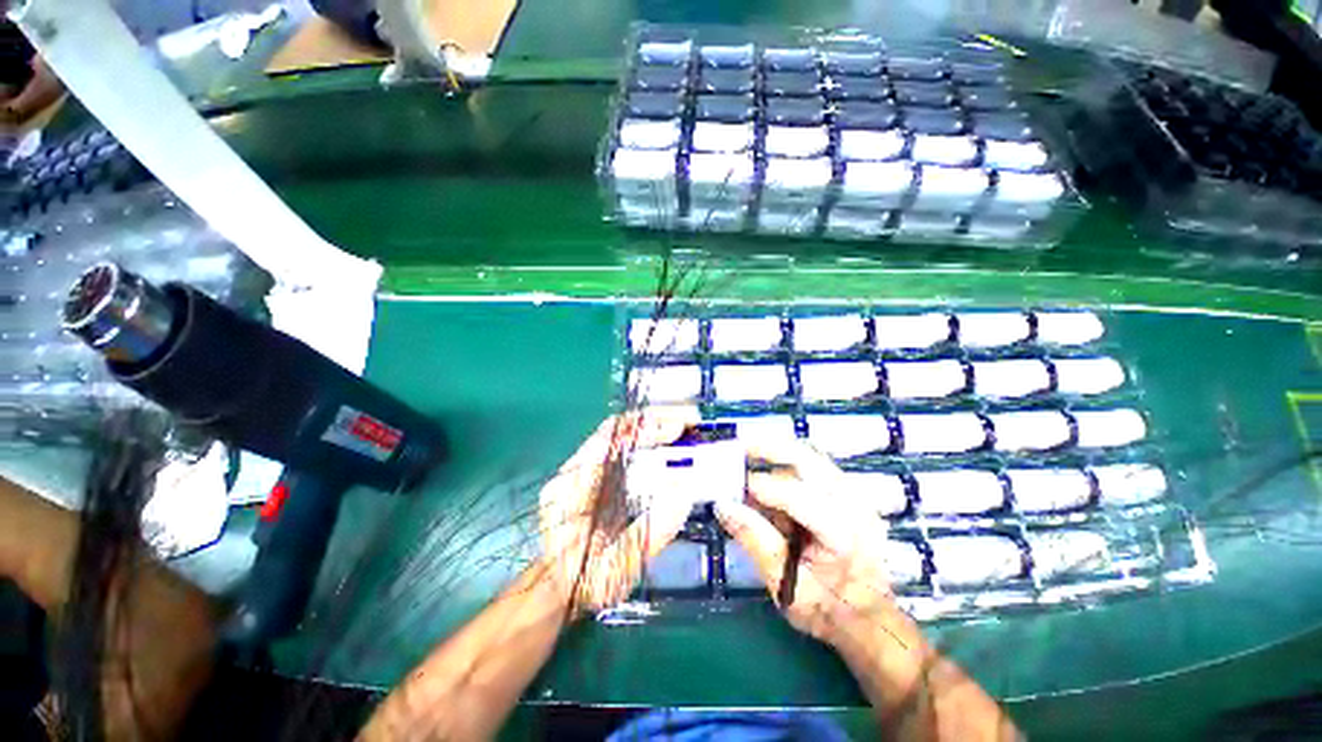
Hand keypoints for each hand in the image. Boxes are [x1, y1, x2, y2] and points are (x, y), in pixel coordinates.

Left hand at [538, 408, 699, 614]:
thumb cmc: (584, 584)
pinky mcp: (591, 478)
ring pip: (617, 437)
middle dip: (653, 422)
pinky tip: (665, 448)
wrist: (558, 592)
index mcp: (571, 488)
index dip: (645, 430)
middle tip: (687, 423)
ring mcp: (580, 471)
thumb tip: (685, 491)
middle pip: (614, 431)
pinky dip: (645, 444)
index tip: (679, 429)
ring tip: (682, 430)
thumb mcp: (618, 568)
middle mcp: (572, 471)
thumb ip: (650, 532)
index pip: (608, 440)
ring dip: (650, 429)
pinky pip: (619, 451)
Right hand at [715, 439, 893, 645]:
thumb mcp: (785, 584)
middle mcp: (854, 504)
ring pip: (810, 455)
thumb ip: (754, 539)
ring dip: (775, 451)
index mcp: (843, 534)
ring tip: (746, 452)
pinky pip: (813, 463)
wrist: (868, 617)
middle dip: (768, 448)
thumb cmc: (827, 609)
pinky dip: (786, 460)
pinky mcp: (849, 491)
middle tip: (736, 445)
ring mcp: (854, 494)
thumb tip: (722, 505)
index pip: (797, 497)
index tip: (730, 487)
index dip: (761, 487)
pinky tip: (767, 465)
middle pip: (807, 459)